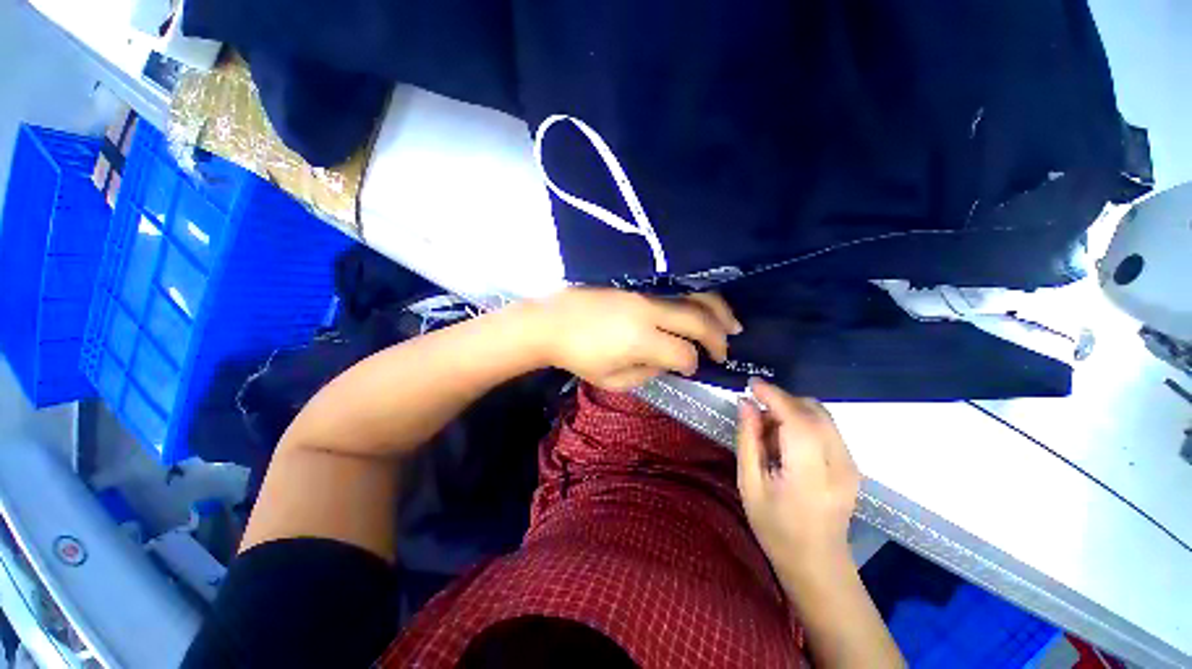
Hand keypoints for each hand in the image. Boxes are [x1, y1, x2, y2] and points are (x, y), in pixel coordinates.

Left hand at [529, 288, 741, 390]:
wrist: (551, 322)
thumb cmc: (578, 356)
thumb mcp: (611, 380)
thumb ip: (647, 374)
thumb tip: (670, 363)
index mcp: (640, 340)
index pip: (683, 353)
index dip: (693, 364)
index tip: (692, 369)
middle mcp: (648, 312)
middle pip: (698, 321)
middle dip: (718, 338)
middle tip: (726, 350)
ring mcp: (644, 292)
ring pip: (694, 297)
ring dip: (719, 311)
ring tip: (733, 325)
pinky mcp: (637, 282)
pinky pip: (677, 288)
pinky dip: (698, 298)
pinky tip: (706, 306)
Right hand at [737, 379, 860, 583]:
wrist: (817, 564)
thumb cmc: (776, 528)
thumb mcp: (750, 484)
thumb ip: (748, 440)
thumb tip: (746, 404)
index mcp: (811, 475)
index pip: (797, 420)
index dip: (774, 396)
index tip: (751, 383)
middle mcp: (840, 464)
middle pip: (813, 411)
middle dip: (782, 401)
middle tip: (755, 412)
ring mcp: (851, 464)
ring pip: (822, 416)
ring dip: (792, 411)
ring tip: (769, 431)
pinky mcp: (852, 464)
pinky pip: (826, 427)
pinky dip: (803, 422)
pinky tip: (786, 441)